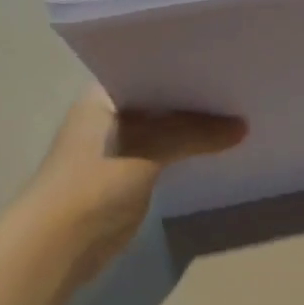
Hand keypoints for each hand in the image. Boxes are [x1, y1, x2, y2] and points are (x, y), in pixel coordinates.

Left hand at [28, 85, 245, 284]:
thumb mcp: (148, 148)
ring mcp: (119, 147)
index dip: (183, 64)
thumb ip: (195, 134)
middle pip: (161, 99)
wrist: (60, 244)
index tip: (222, 60)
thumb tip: (243, 127)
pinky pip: (168, 155)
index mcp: (103, 96)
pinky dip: (189, 151)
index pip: (149, 68)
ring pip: (166, 129)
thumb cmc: (94, 182)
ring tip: (239, 113)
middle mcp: (110, 115)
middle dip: (195, 97)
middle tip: (239, 85)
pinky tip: (220, 147)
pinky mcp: (130, 176)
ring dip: (194, 128)